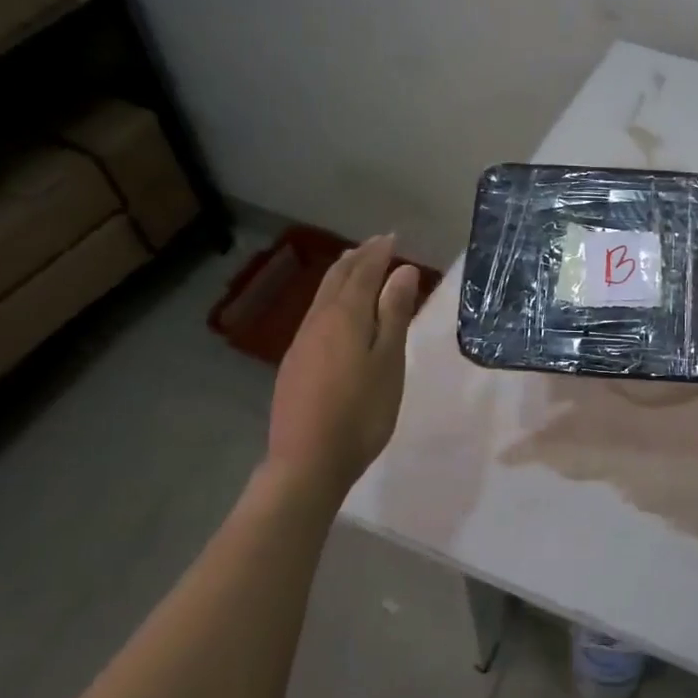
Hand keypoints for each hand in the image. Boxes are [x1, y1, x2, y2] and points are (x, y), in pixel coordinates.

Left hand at [268, 235, 420, 490]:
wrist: (308, 460)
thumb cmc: (361, 411)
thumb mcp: (389, 361)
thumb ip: (394, 314)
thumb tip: (403, 272)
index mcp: (345, 316)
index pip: (363, 272)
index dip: (378, 253)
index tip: (393, 237)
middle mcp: (318, 321)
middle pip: (337, 279)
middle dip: (358, 258)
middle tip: (375, 245)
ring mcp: (302, 342)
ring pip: (322, 296)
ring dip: (341, 276)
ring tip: (356, 266)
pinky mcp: (295, 363)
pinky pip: (315, 315)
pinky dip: (331, 298)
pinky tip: (336, 311)